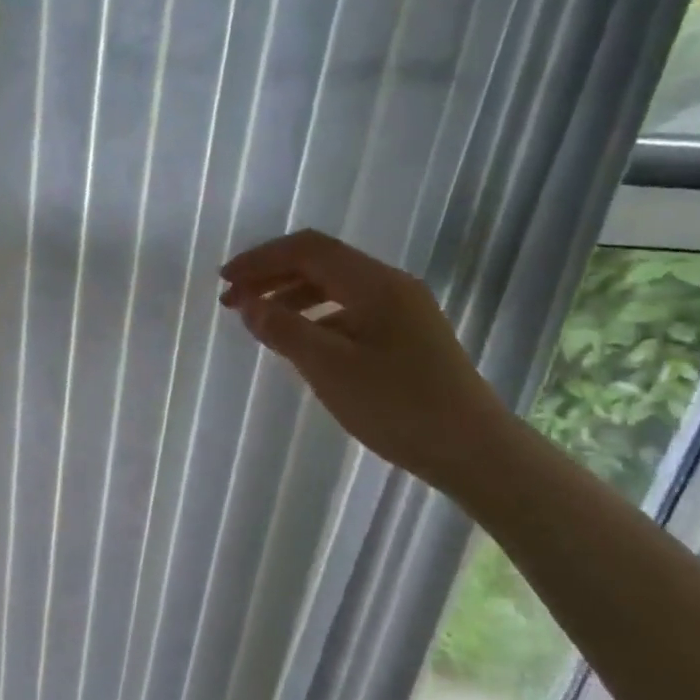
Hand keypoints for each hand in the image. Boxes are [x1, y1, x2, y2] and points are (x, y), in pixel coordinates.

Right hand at [219, 229, 514, 487]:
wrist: (474, 450)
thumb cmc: (399, 406)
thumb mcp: (330, 369)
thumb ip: (284, 330)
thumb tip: (247, 303)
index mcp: (375, 284)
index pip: (308, 249)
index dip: (261, 259)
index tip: (225, 280)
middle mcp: (390, 285)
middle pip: (321, 262)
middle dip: (272, 275)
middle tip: (232, 300)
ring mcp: (402, 309)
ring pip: (335, 286)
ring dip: (291, 294)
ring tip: (258, 320)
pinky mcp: (405, 334)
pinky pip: (349, 309)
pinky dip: (314, 315)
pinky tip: (299, 340)